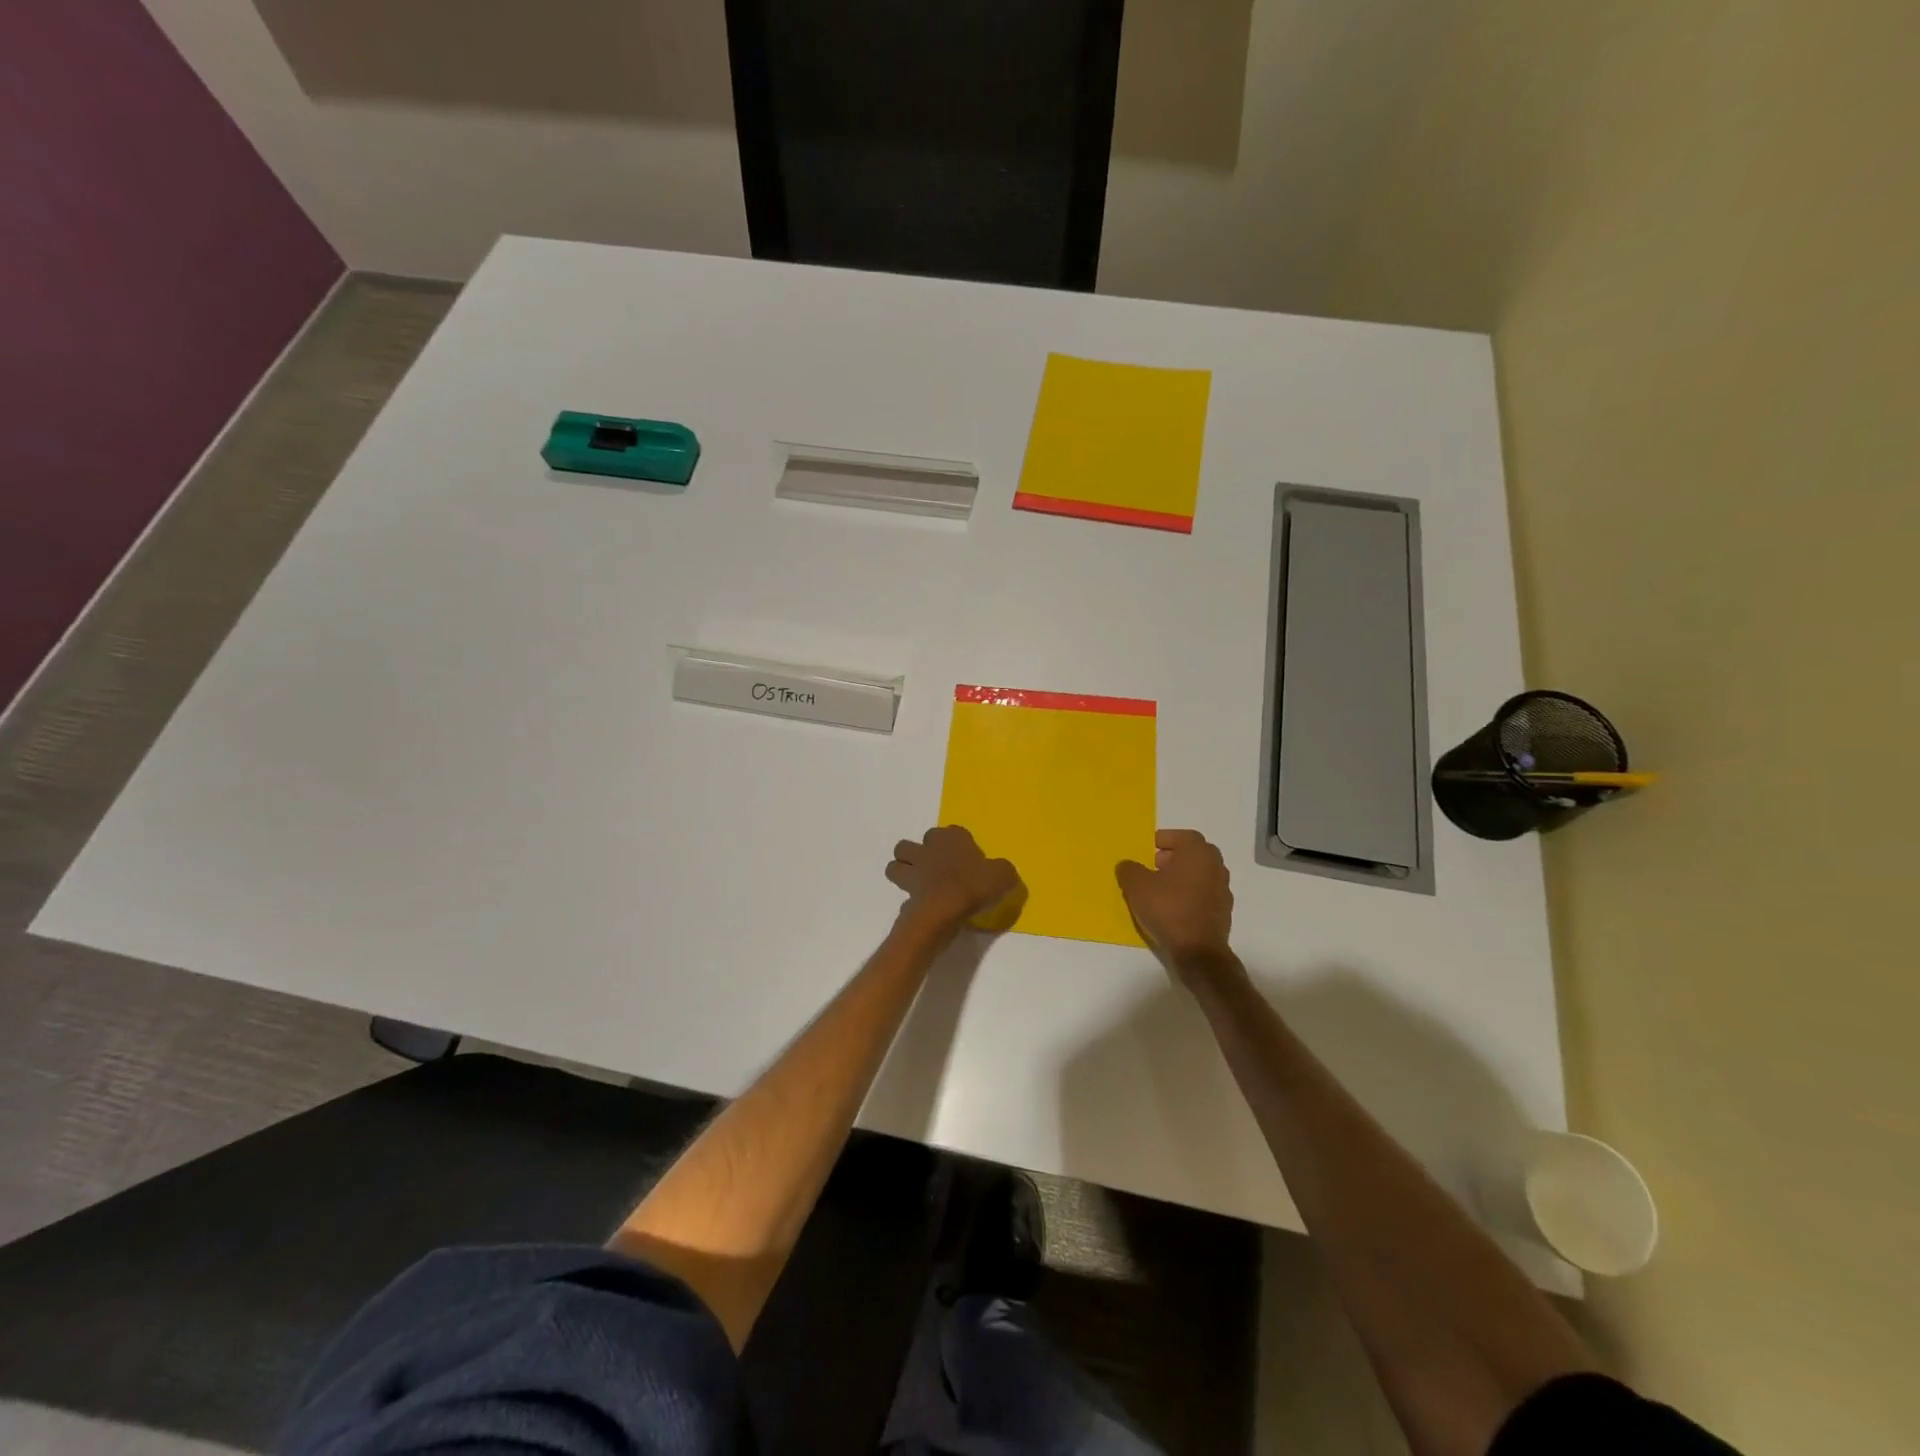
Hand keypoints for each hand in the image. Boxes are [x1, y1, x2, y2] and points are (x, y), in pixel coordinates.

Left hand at [887, 826, 1022, 933]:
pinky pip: (902, 895)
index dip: (957, 844)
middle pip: (910, 845)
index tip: (966, 859)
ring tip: (919, 885)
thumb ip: (1003, 871)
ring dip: (903, 872)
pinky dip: (910, 900)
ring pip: (895, 865)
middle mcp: (928, 848)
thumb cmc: (975, 884)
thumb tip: (1001, 873)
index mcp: (951, 837)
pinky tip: (923, 908)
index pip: (950, 832)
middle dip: (917, 854)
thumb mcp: (1003, 875)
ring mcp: (913, 870)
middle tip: (934, 869)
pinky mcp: (905, 893)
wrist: (945, 908)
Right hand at [1116, 830, 1234, 978]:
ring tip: (1160, 889)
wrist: (1197, 951)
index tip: (1147, 849)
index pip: (1182, 836)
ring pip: (1199, 874)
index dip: (1163, 840)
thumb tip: (1127, 865)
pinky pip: (1203, 894)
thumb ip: (1129, 869)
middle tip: (1152, 866)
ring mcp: (1223, 889)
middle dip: (1172, 857)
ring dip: (1181, 877)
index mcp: (1198, 852)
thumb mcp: (1137, 886)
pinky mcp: (1223, 911)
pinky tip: (1173, 908)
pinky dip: (1189, 895)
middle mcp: (1215, 866)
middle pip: (1193, 854)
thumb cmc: (1168, 909)